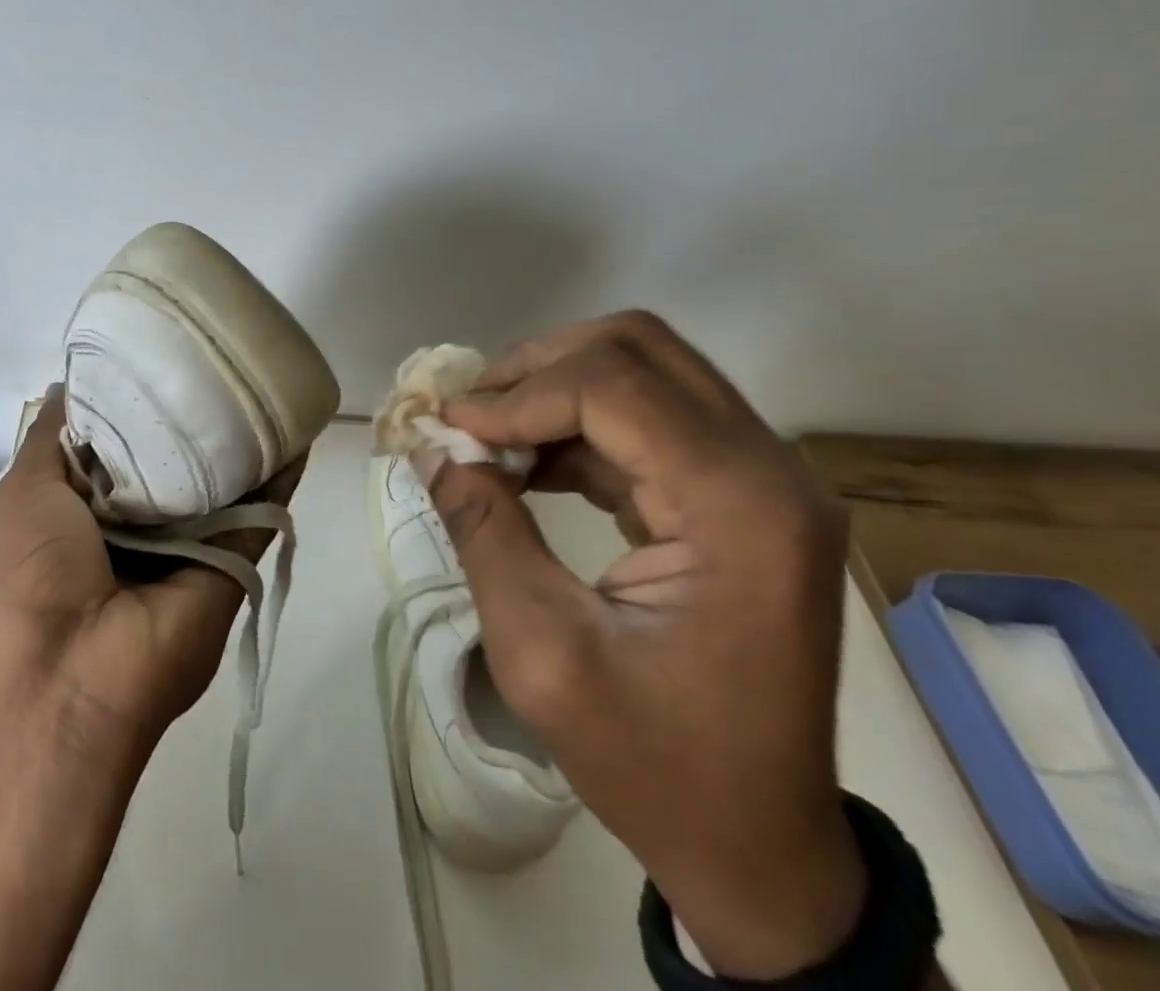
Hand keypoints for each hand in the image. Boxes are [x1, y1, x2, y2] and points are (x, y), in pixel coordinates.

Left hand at [0, 387, 301, 755]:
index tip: (162, 352)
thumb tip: (69, 382)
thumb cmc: (38, 566)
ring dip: (244, 438)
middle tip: (219, 356)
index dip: (140, 398)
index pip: (124, 438)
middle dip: (194, 412)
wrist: (73, 669)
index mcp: (92, 503)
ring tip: (265, 378)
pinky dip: (281, 475)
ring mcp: (191, 541)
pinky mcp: (230, 562)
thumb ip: (52, 435)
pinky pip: (260, 511)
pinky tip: (297, 429)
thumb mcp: (27, 487)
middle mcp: (144, 520)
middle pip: (178, 455)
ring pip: (224, 479)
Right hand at [420, 312, 864, 981]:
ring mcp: (759, 480)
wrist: (758, 847)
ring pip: (641, 371)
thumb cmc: (656, 764)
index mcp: (741, 508)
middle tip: (469, 415)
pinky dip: (573, 423)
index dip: (517, 395)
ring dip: (552, 388)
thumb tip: (430, 448)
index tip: (448, 429)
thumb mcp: (541, 651)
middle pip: (636, 350)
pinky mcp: (737, 495)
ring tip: (486, 436)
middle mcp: (767, 471)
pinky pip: (645, 417)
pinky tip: (524, 463)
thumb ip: (482, 530)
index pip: (613, 386)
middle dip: (536, 368)